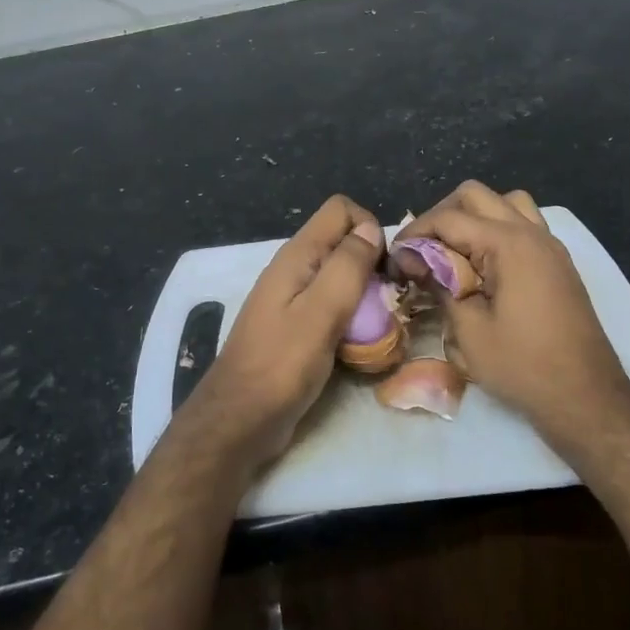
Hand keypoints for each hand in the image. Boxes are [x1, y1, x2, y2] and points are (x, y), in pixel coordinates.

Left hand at [181, 194, 383, 470]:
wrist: (240, 419)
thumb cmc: (281, 365)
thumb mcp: (321, 312)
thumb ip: (347, 266)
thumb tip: (371, 229)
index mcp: (297, 256)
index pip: (341, 210)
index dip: (370, 229)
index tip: (385, 268)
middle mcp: (295, 269)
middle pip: (343, 243)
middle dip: (373, 264)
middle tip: (389, 302)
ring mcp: (294, 299)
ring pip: (341, 277)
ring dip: (366, 295)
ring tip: (380, 327)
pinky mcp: (298, 327)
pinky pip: (333, 307)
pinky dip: (353, 318)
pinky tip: (361, 345)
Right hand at [400, 181, 629, 445]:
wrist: (586, 397)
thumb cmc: (523, 366)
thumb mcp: (468, 330)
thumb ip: (440, 284)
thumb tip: (415, 261)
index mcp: (508, 244)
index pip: (448, 218)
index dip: (414, 234)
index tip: (396, 259)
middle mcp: (531, 233)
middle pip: (475, 195)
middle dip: (441, 216)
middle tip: (422, 252)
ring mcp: (549, 245)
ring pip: (505, 203)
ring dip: (473, 217)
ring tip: (455, 251)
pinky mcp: (557, 262)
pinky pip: (524, 223)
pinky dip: (497, 230)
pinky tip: (484, 265)